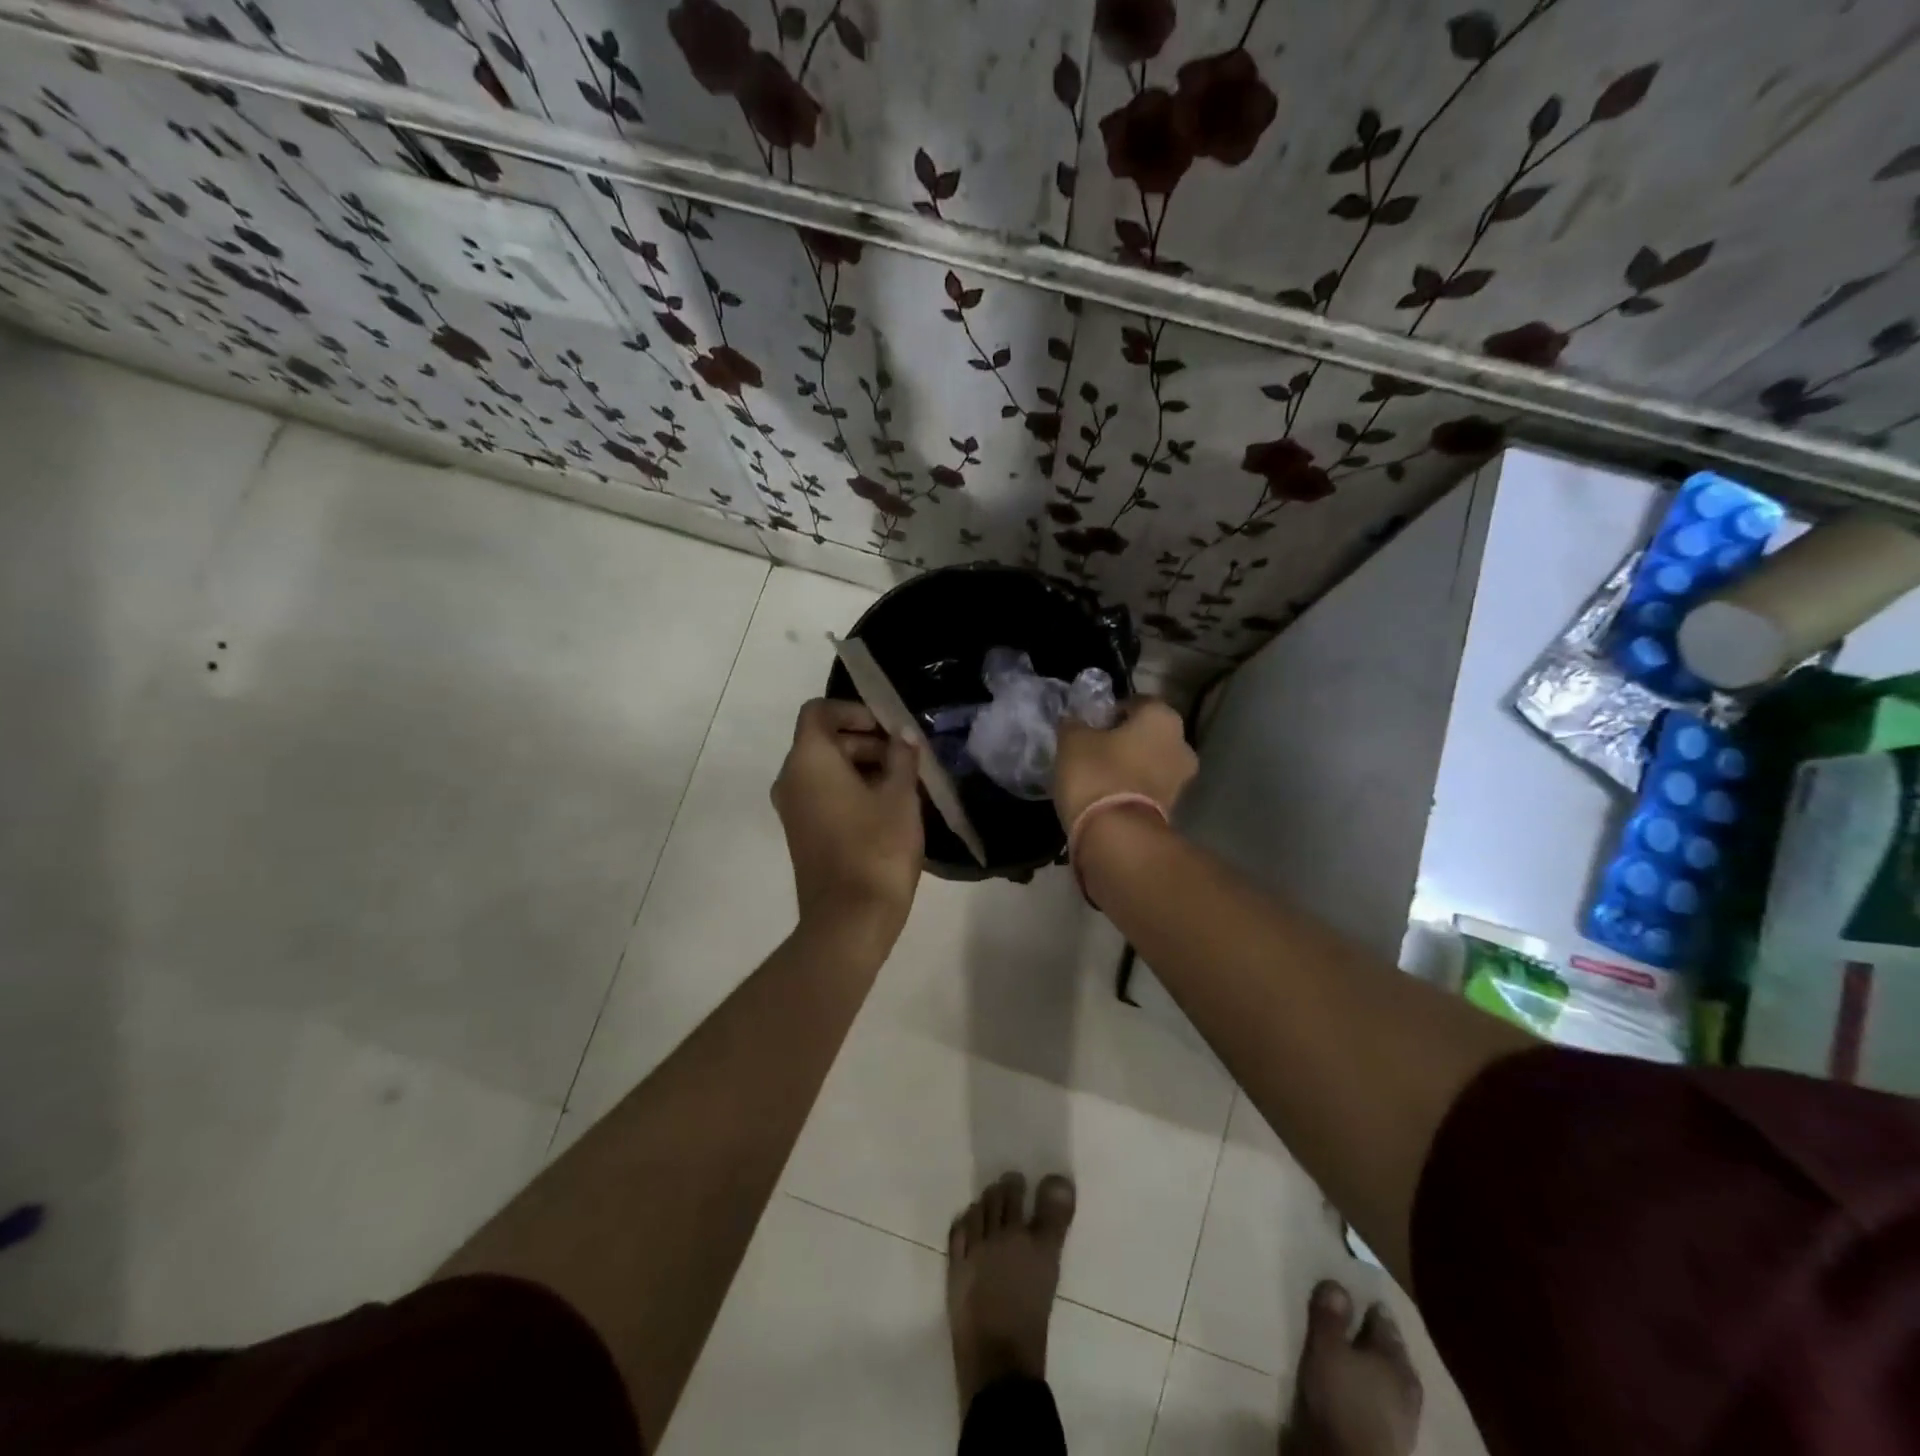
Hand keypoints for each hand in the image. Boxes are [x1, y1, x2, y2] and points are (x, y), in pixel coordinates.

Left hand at [772, 699, 924, 945]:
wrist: (850, 920)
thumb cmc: (877, 848)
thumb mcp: (901, 796)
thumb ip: (902, 757)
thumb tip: (902, 735)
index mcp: (809, 760)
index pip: (819, 711)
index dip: (854, 711)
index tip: (888, 728)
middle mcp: (791, 778)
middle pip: (823, 740)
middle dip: (865, 740)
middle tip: (905, 757)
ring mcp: (792, 809)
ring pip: (824, 769)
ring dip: (860, 766)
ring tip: (902, 783)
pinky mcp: (801, 833)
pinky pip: (822, 794)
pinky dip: (850, 789)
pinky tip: (886, 807)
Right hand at [1053, 697, 1196, 830]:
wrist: (1117, 835)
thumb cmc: (1097, 774)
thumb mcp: (1072, 741)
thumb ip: (1074, 724)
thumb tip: (1073, 720)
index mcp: (1162, 717)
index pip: (1137, 702)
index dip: (1112, 710)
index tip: (1091, 724)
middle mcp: (1181, 744)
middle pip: (1148, 734)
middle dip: (1125, 739)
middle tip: (1094, 748)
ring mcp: (1181, 779)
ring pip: (1150, 762)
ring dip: (1130, 765)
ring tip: (1098, 775)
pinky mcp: (1173, 809)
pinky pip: (1149, 788)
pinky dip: (1132, 788)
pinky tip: (1108, 795)